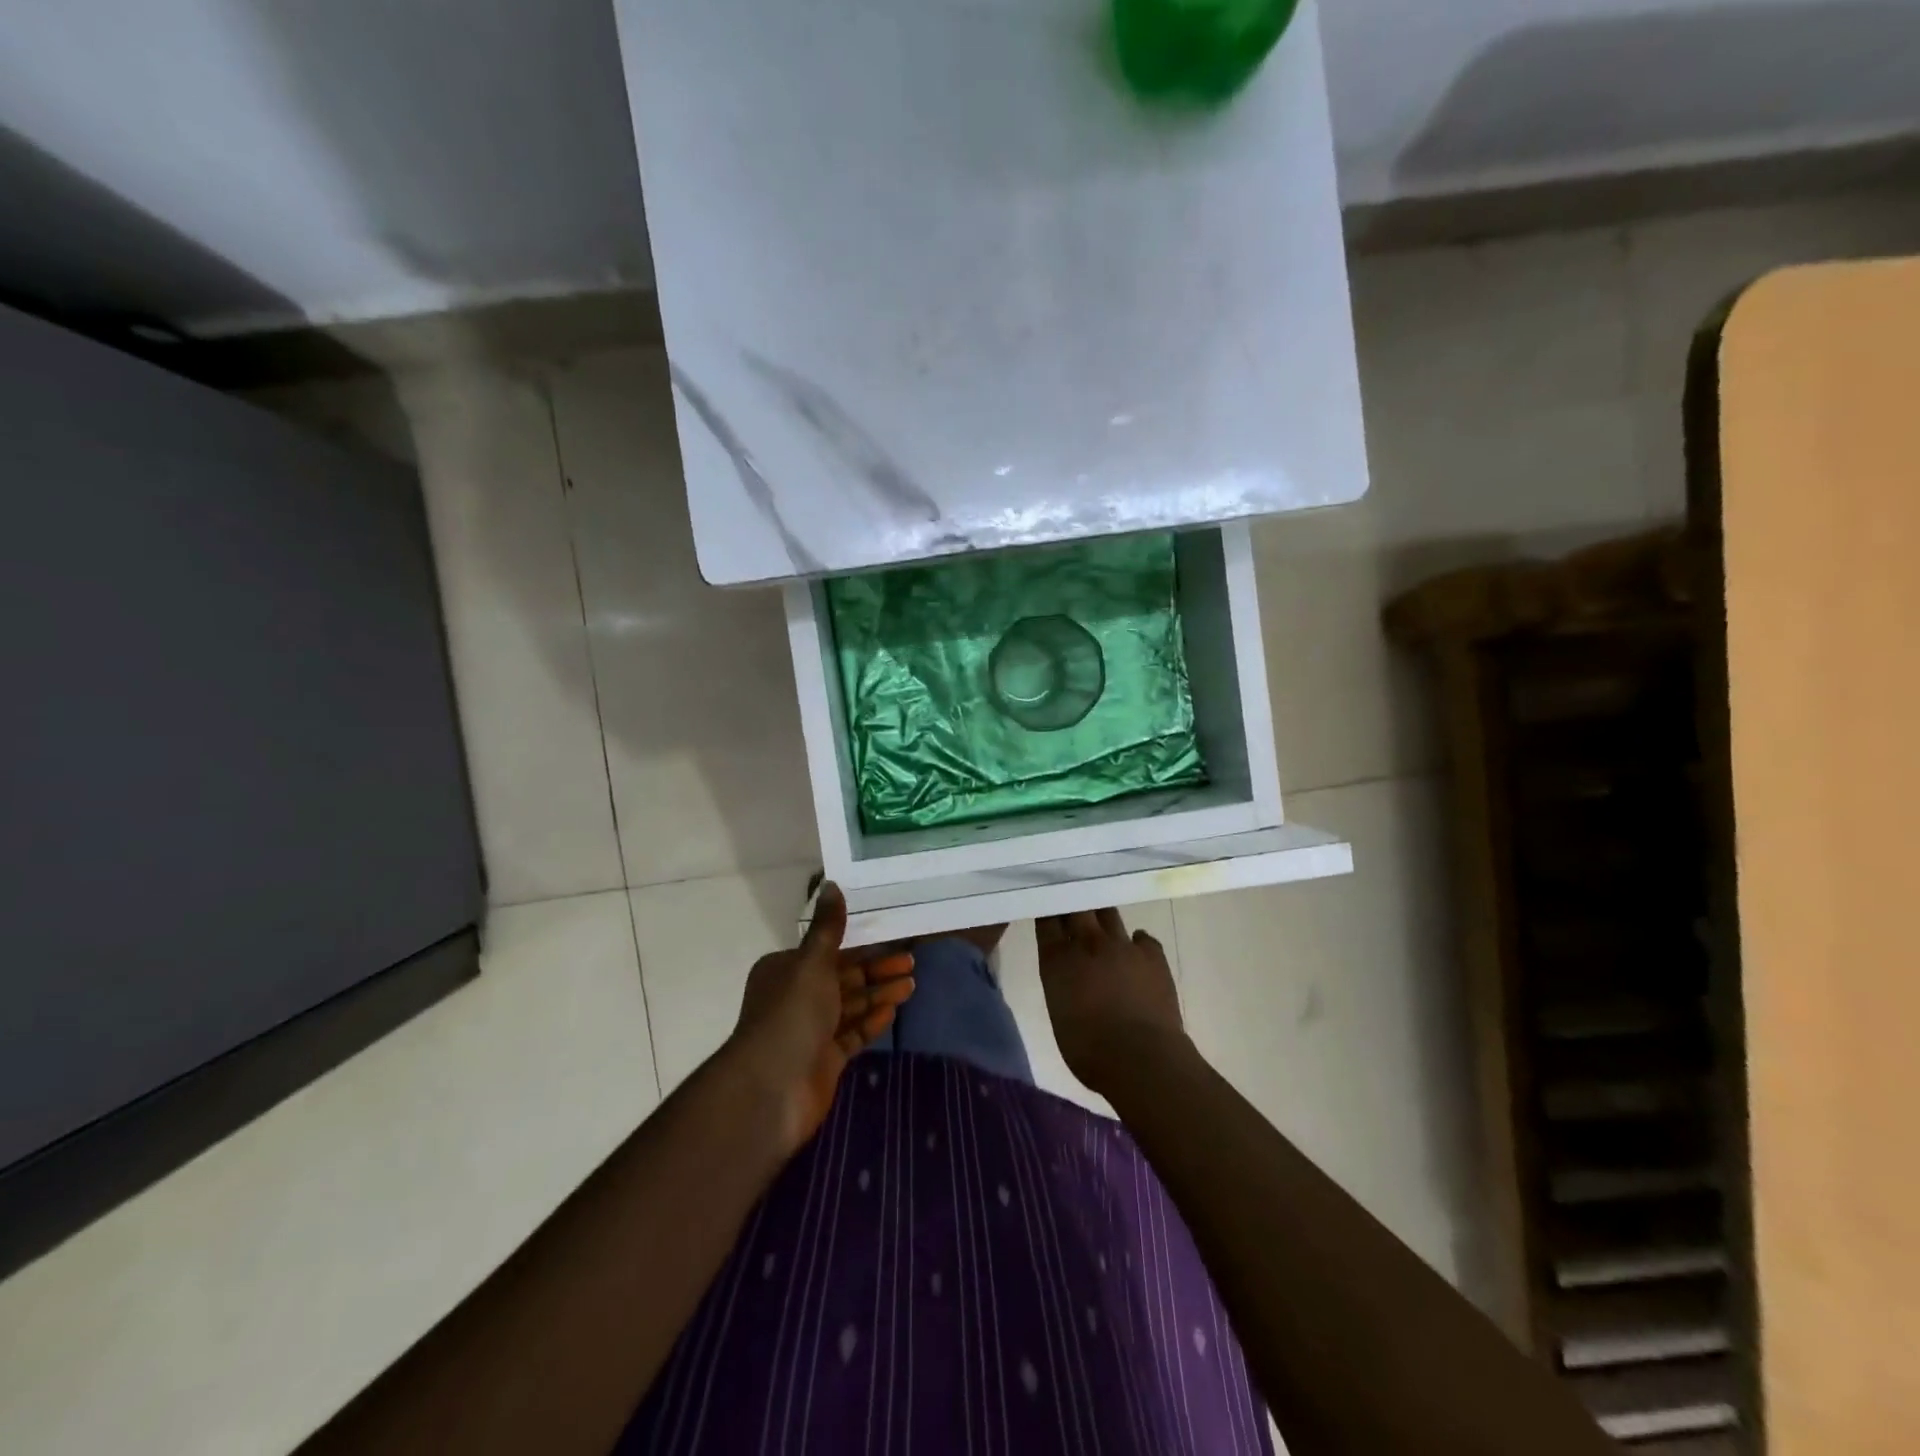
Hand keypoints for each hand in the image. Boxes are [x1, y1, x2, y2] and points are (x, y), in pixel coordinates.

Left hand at [730, 882, 913, 1154]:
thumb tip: (832, 884)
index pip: (830, 951)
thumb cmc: (791, 1015)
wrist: (771, 1089)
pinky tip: (893, 1012)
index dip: (861, 944)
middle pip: (844, 978)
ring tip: (912, 984)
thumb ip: (828, 928)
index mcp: (786, 969)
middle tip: (912, 962)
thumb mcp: (812, 963)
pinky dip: (871, 1022)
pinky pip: (852, 1035)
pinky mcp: (824, 1060)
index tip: (892, 937)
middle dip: (877, 970)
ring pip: (851, 1005)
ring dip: (880, 994)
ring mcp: (810, 1031)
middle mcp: (796, 997)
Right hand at [1037, 908, 1187, 1092]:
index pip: (1047, 921)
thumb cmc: (1089, 1050)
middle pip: (1077, 908)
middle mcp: (1088, 944)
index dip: (1048, 911)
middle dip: (1074, 903)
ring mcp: (1122, 945)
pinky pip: (1142, 938)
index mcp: (1057, 961)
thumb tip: (1070, 975)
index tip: (1048, 906)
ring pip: (1109, 914)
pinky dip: (1136, 942)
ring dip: (1102, 917)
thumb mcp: (1059, 1013)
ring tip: (1101, 920)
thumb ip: (1061, 983)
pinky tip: (1135, 950)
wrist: (1142, 1059)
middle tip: (1073, 902)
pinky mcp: (1152, 955)